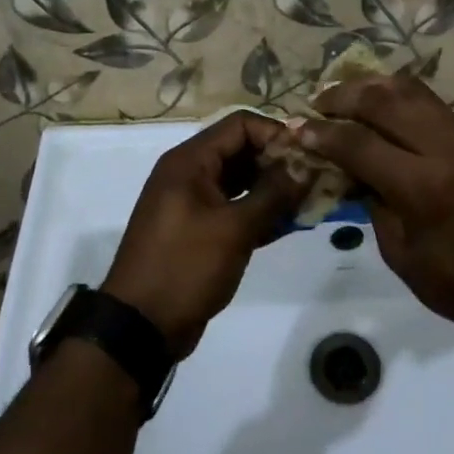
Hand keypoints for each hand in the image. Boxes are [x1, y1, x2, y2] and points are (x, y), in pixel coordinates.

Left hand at [101, 112, 309, 357]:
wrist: (139, 329)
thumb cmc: (185, 267)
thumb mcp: (234, 229)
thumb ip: (274, 193)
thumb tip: (307, 164)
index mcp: (190, 161)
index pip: (241, 124)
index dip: (276, 133)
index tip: (307, 156)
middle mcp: (190, 172)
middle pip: (242, 149)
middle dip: (279, 162)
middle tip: (314, 180)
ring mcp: (194, 202)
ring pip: (241, 179)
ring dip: (273, 187)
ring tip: (308, 202)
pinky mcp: (199, 229)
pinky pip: (235, 206)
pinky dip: (260, 211)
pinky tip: (289, 224)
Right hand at [298, 76, 453, 337]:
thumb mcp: (398, 251)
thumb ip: (370, 199)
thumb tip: (346, 164)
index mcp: (423, 187)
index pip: (360, 143)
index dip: (323, 134)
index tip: (298, 128)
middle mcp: (446, 149)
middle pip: (385, 101)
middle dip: (344, 96)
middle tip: (318, 102)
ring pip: (411, 90)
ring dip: (372, 86)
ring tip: (345, 94)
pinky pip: (431, 102)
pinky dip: (399, 96)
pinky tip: (380, 104)